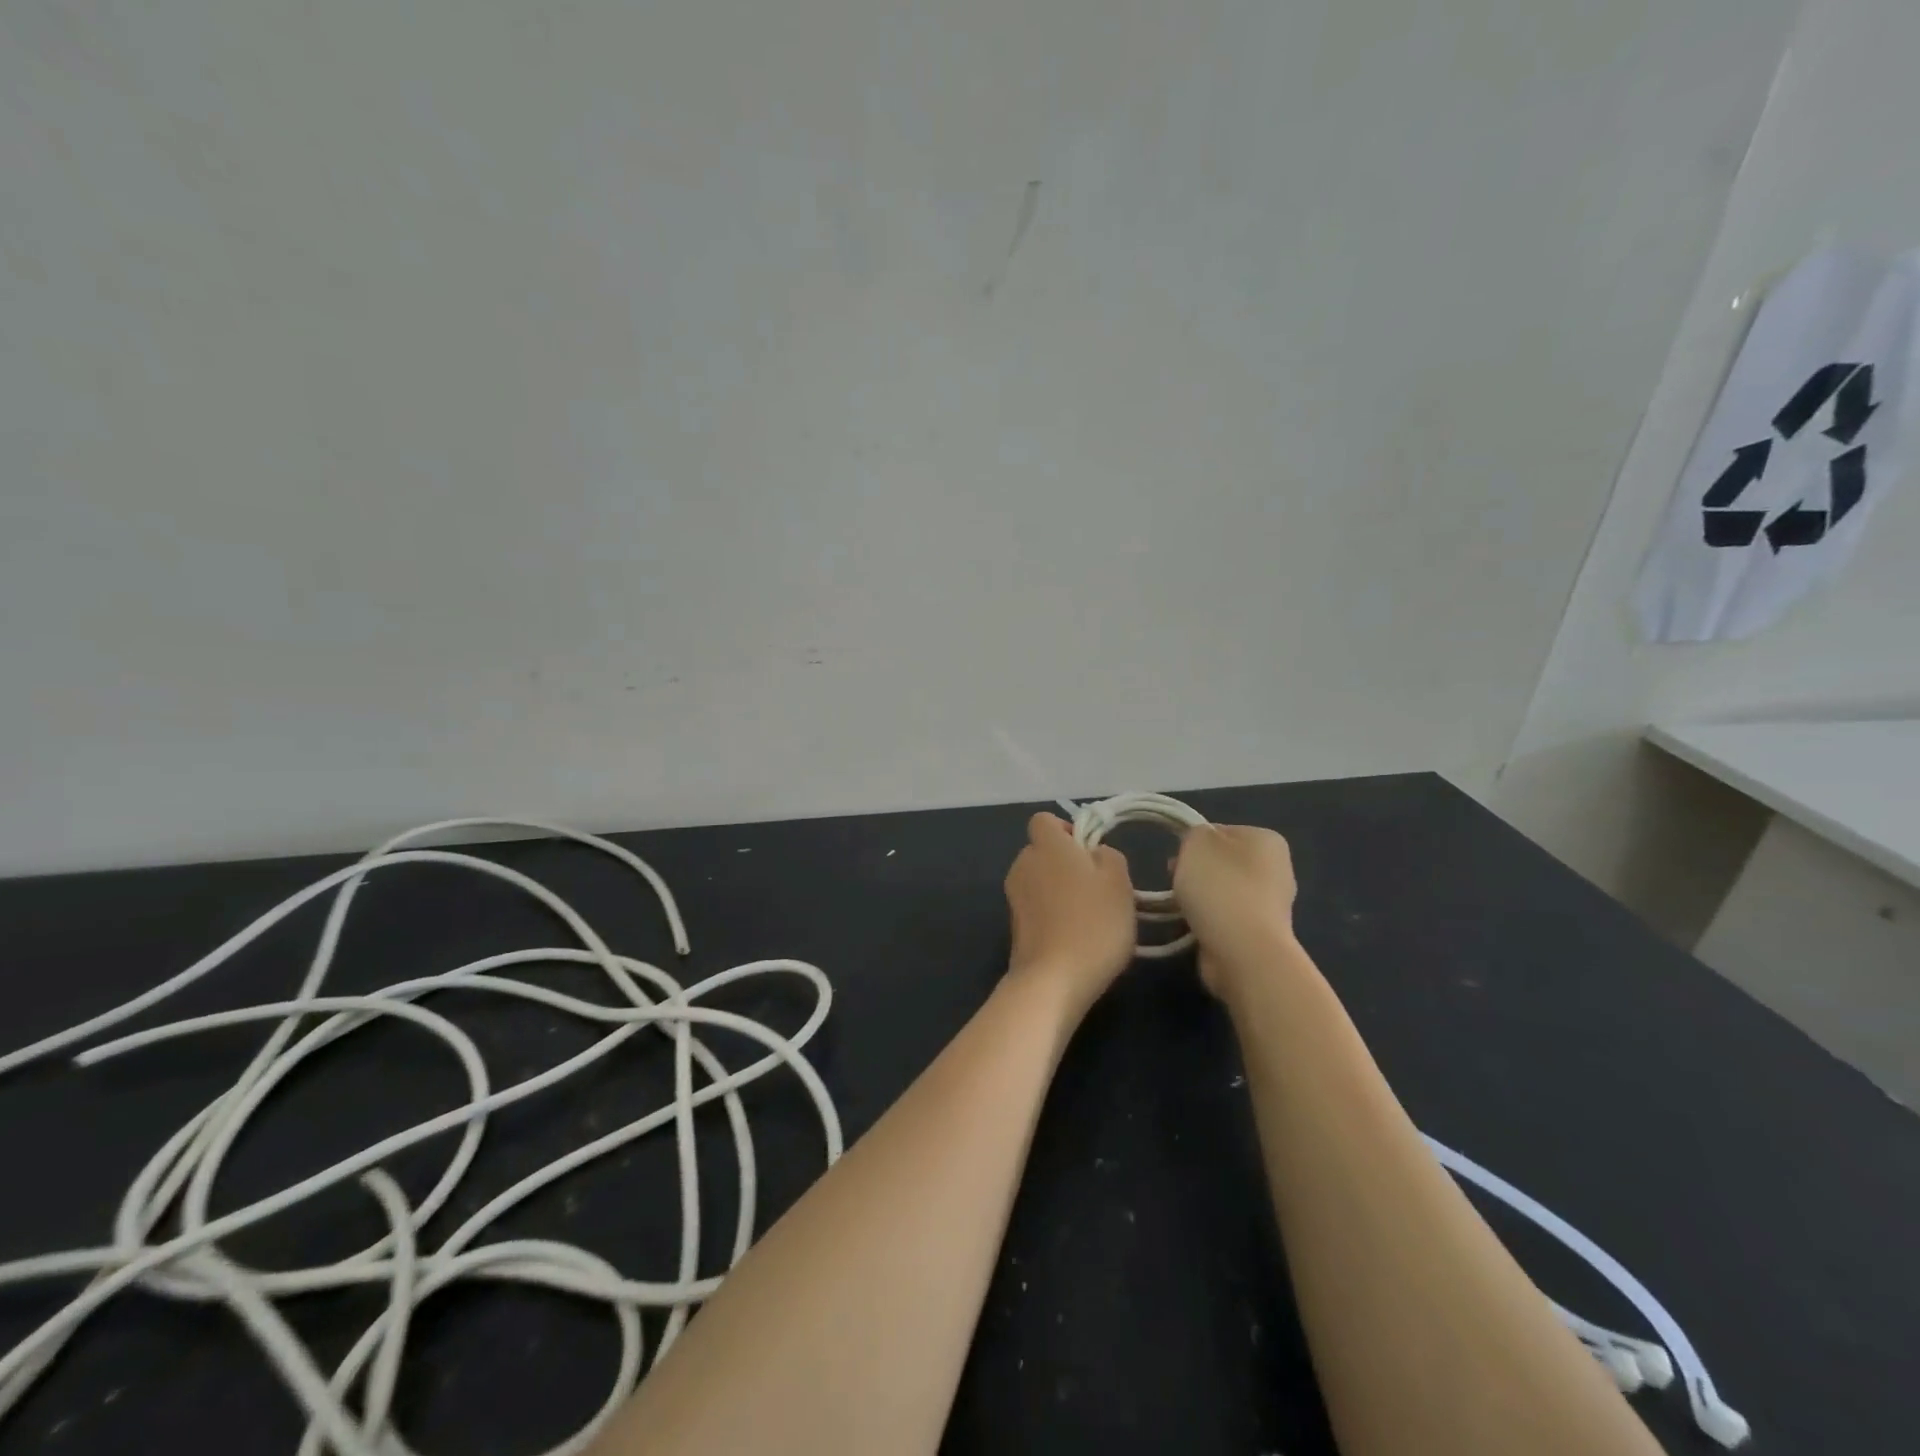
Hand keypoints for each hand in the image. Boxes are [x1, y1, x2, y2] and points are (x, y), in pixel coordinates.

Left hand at [1003, 813, 1136, 1012]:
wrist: (1053, 979)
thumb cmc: (1093, 923)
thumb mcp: (1119, 883)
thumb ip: (1108, 856)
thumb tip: (1094, 853)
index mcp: (1046, 846)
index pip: (1045, 820)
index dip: (1067, 829)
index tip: (1090, 852)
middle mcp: (1023, 864)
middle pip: (1042, 850)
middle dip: (1066, 862)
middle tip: (1098, 887)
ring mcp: (1014, 896)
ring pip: (1039, 879)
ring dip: (1059, 889)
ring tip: (1089, 916)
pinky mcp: (1013, 925)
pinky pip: (1036, 906)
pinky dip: (1051, 914)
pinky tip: (1074, 937)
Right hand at [1172, 824, 1297, 997]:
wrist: (1242, 950)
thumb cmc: (1220, 886)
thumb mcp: (1196, 841)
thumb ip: (1194, 834)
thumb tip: (1199, 850)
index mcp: (1267, 840)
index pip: (1220, 832)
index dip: (1194, 844)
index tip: (1177, 859)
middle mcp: (1277, 869)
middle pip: (1221, 863)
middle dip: (1196, 873)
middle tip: (1177, 883)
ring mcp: (1271, 905)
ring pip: (1222, 893)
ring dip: (1200, 900)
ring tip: (1184, 910)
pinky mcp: (1260, 934)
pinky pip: (1225, 920)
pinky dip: (1208, 923)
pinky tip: (1195, 928)